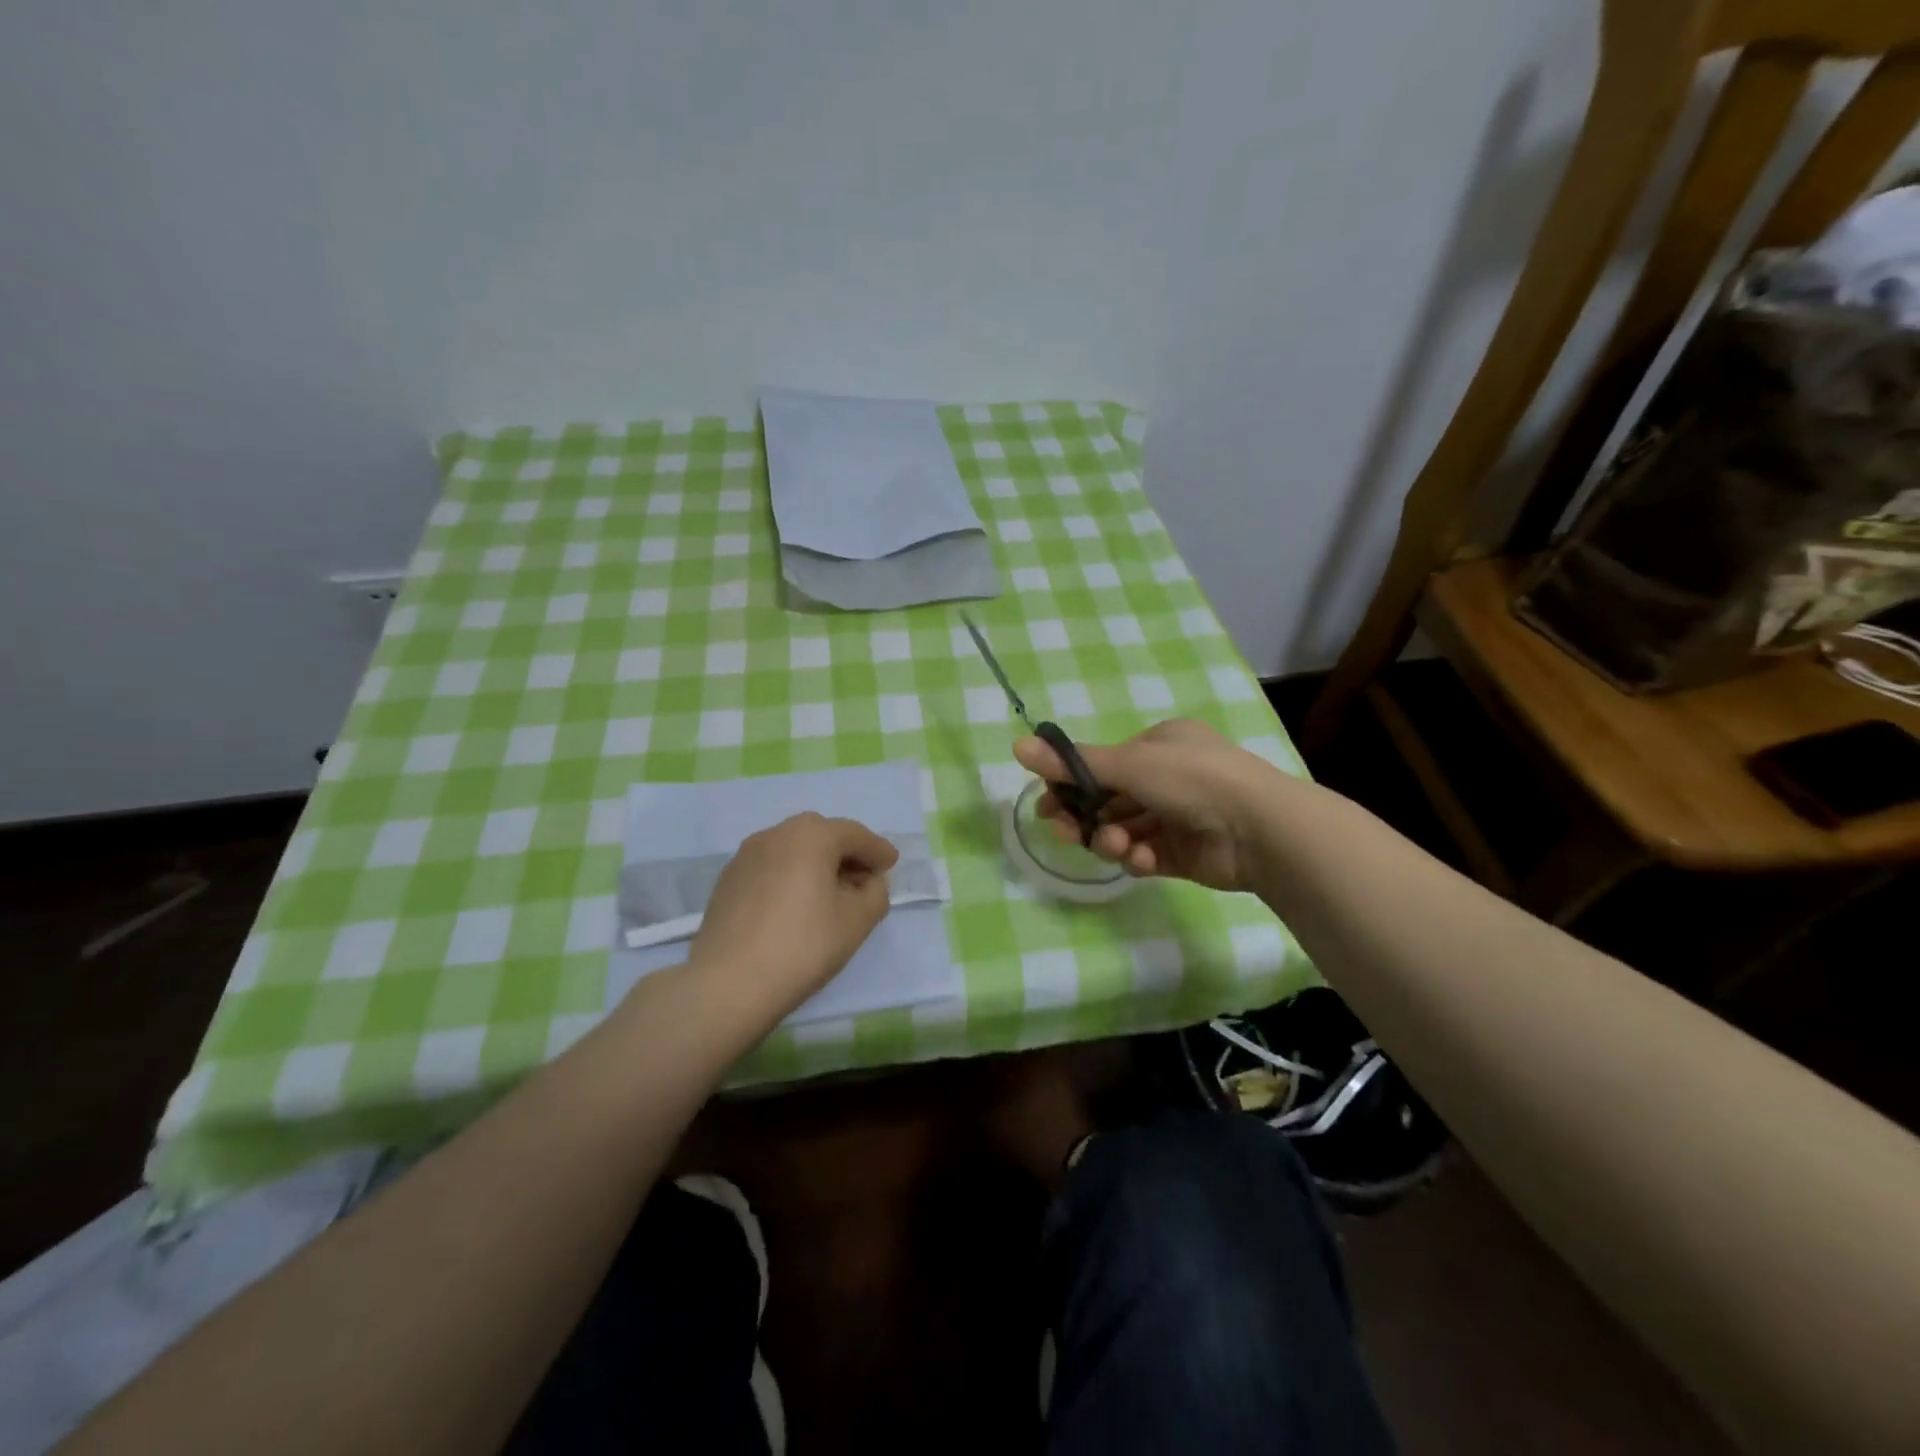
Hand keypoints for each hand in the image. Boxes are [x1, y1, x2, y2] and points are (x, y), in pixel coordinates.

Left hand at [687, 813, 899, 1022]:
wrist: (728, 983)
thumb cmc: (803, 946)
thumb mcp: (857, 921)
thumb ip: (875, 893)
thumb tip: (869, 882)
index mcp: (811, 835)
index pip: (855, 834)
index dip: (878, 850)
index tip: (891, 865)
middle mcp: (776, 833)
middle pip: (822, 835)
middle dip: (846, 853)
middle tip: (864, 879)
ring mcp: (746, 855)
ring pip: (793, 850)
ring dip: (817, 864)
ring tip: (830, 894)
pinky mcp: (728, 880)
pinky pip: (771, 867)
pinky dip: (790, 876)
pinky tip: (796, 906)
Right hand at [1013, 718, 1280, 891]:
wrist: (1260, 828)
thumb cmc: (1192, 780)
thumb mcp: (1128, 764)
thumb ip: (1072, 763)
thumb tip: (1016, 746)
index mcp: (1161, 745)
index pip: (1104, 763)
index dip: (1072, 783)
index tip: (1048, 803)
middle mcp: (1169, 777)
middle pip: (1110, 799)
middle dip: (1086, 816)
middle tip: (1064, 829)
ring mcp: (1178, 817)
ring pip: (1125, 829)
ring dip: (1111, 839)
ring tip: (1114, 847)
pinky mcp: (1185, 853)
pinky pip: (1146, 854)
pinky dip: (1137, 857)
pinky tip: (1139, 860)